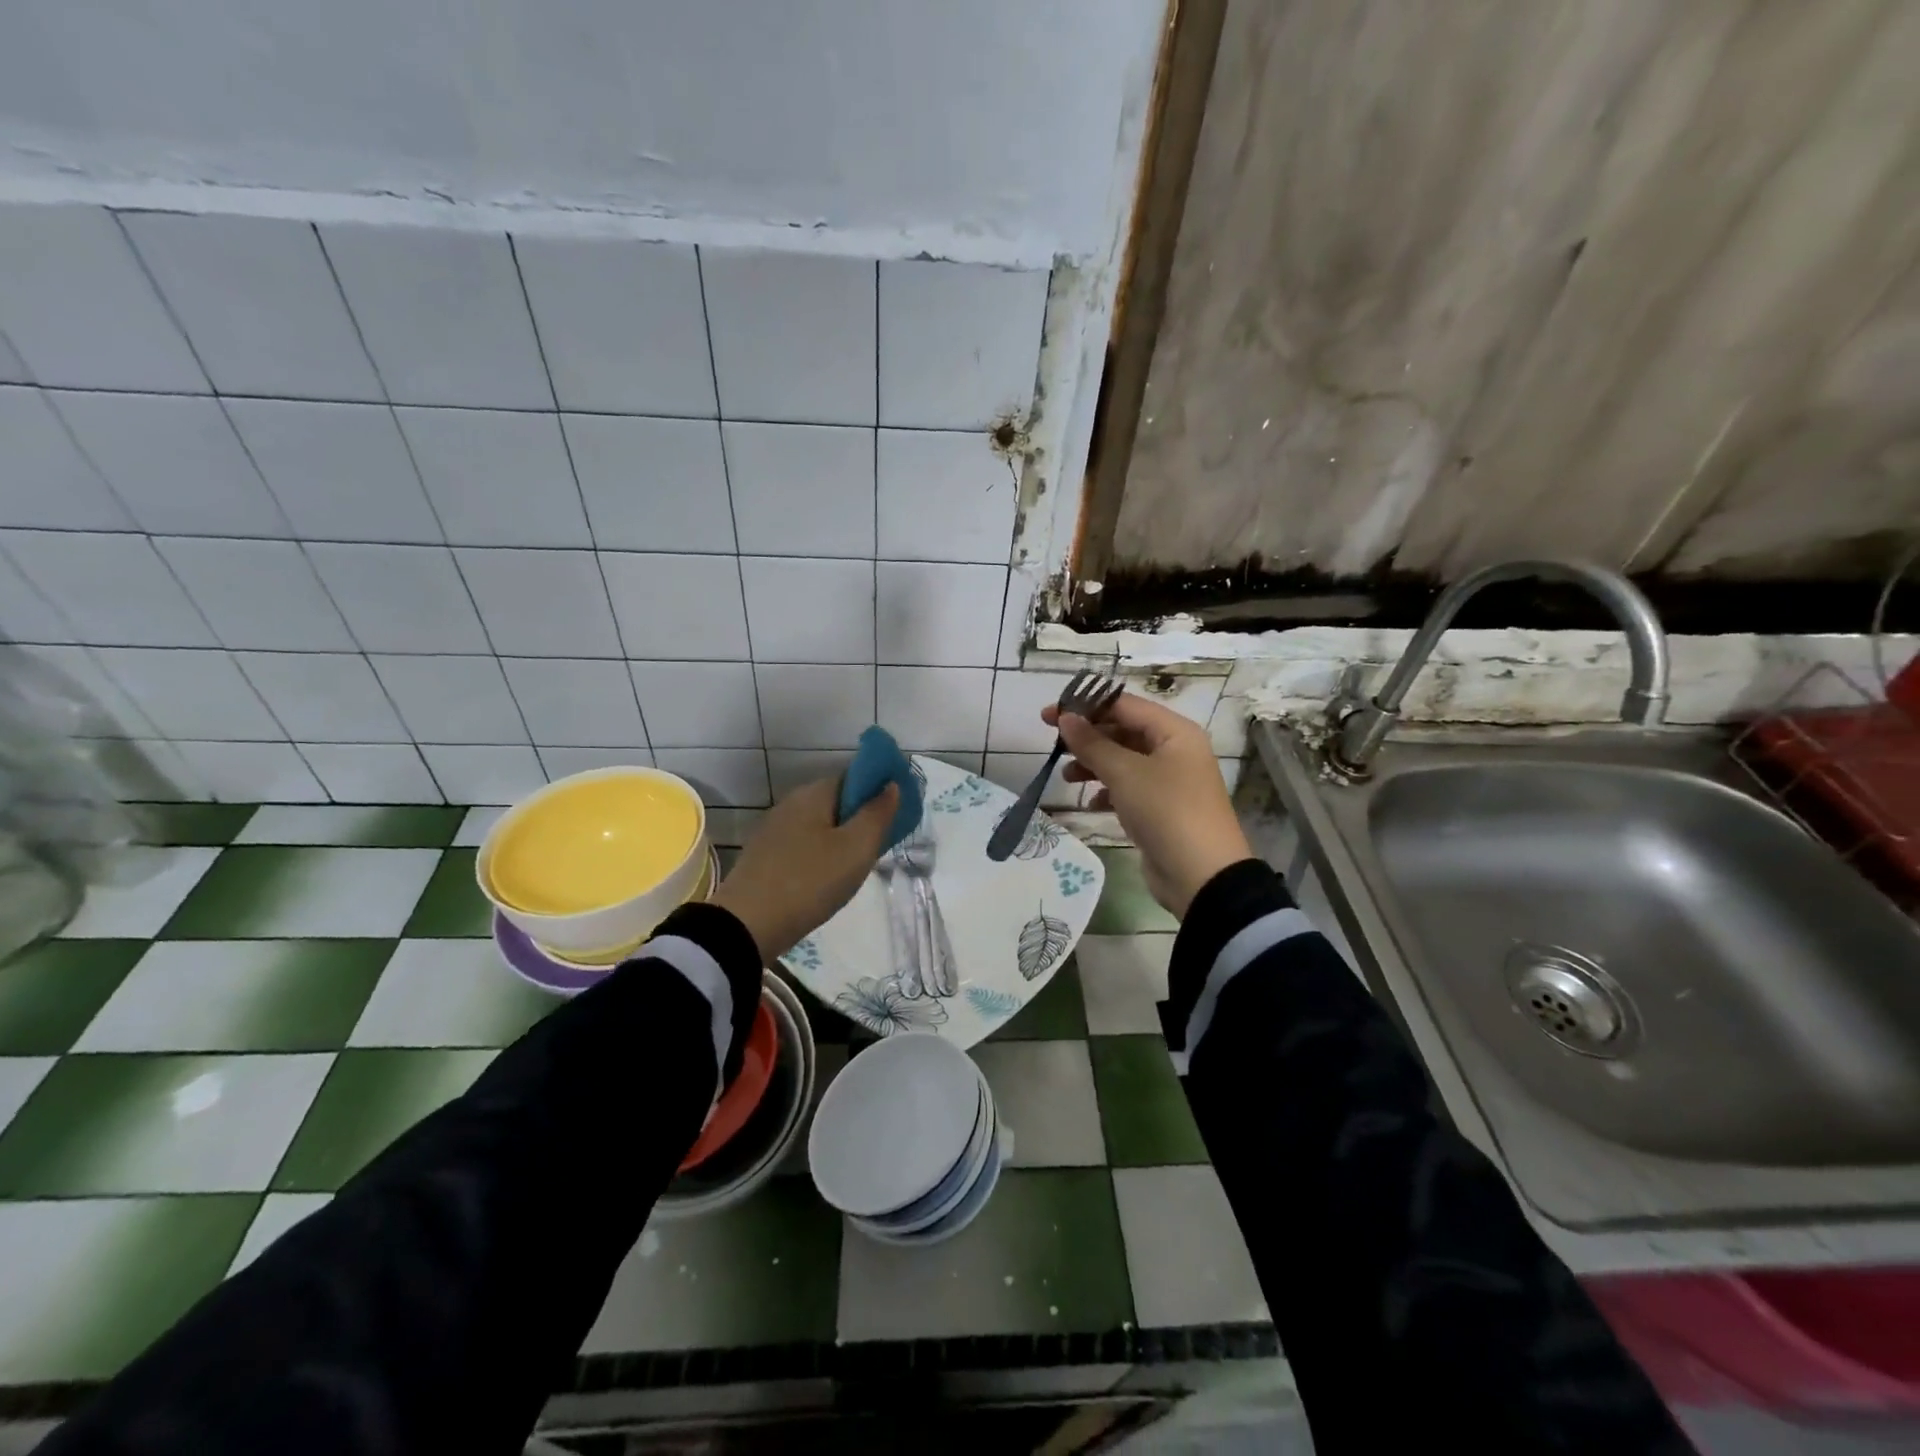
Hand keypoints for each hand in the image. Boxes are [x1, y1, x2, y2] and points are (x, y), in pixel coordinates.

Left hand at [709, 777, 898, 959]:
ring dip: (840, 840)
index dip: (878, 792)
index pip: (854, 777)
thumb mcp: (856, 849)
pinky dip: (820, 856)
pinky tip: (826, 880)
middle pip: (836, 802)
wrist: (746, 926)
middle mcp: (791, 803)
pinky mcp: (764, 856)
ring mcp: (773, 830)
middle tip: (879, 848)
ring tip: (856, 869)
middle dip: (860, 819)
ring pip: (819, 826)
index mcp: (813, 793)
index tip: (895, 817)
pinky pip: (803, 846)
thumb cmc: (810, 882)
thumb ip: (878, 814)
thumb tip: (892, 785)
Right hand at [1045, 692, 1250, 916]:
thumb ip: (1092, 743)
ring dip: (1094, 765)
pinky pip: (1129, 789)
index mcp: (1175, 732)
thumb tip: (1065, 717)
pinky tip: (1091, 803)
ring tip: (1067, 777)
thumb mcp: (1125, 773)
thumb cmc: (1165, 811)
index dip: (1085, 706)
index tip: (1049, 714)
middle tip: (1053, 744)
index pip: (1124, 706)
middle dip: (1089, 738)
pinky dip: (1108, 791)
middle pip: (1124, 732)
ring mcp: (1170, 781)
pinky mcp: (1162, 809)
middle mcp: (1175, 750)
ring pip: (1124, 761)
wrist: (1201, 876)